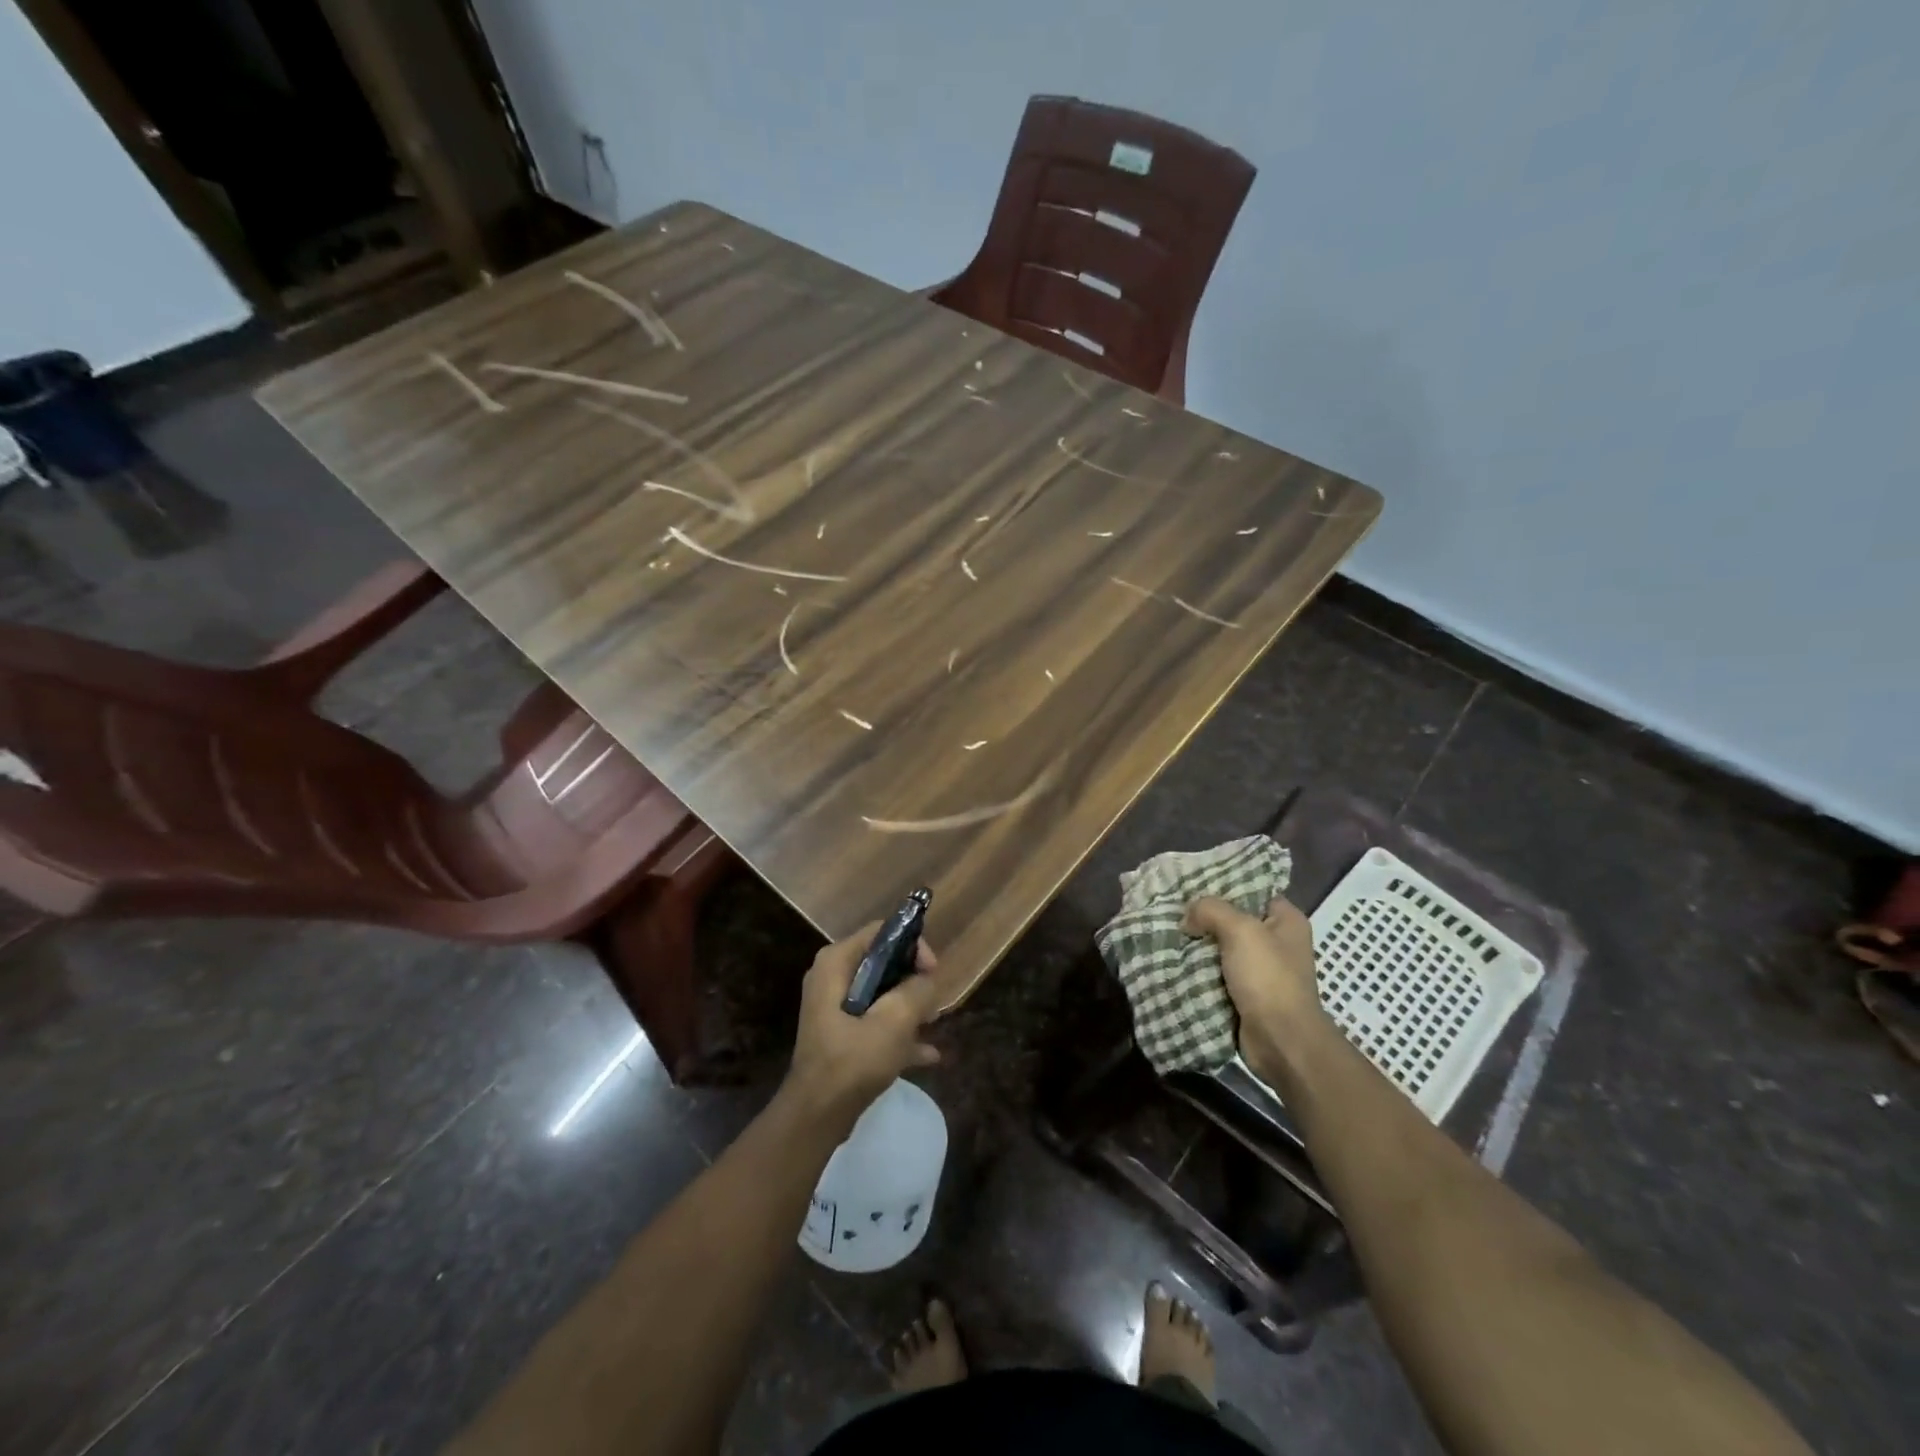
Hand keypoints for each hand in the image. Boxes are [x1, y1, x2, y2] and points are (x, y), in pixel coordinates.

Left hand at [783, 926, 941, 1130]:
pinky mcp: (840, 1034)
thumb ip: (917, 991)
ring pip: (881, 993)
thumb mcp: (894, 1021)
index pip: (881, 932)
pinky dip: (898, 1033)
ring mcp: (834, 1007)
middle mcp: (832, 977)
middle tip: (934, 1003)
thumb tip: (926, 982)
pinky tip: (927, 1055)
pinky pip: (875, 1021)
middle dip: (913, 981)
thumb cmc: (852, 1060)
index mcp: (836, 963)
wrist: (816, 1116)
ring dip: (909, 1008)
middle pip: (883, 962)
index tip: (932, 973)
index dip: (912, 946)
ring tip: (933, 1025)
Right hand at [1185, 894, 1328, 1078]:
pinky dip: (1198, 969)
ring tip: (1166, 933)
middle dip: (1203, 917)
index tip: (1190, 884)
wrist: (1281, 1041)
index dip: (1222, 885)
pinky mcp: (1246, 993)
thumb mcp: (1241, 930)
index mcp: (1286, 920)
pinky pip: (1216, 972)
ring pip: (1221, 947)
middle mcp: (1277, 942)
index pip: (1252, 890)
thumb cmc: (1269, 978)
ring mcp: (1261, 970)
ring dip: (1197, 945)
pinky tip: (1173, 960)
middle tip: (1172, 909)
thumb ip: (1211, 910)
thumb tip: (1188, 917)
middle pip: (1233, 919)